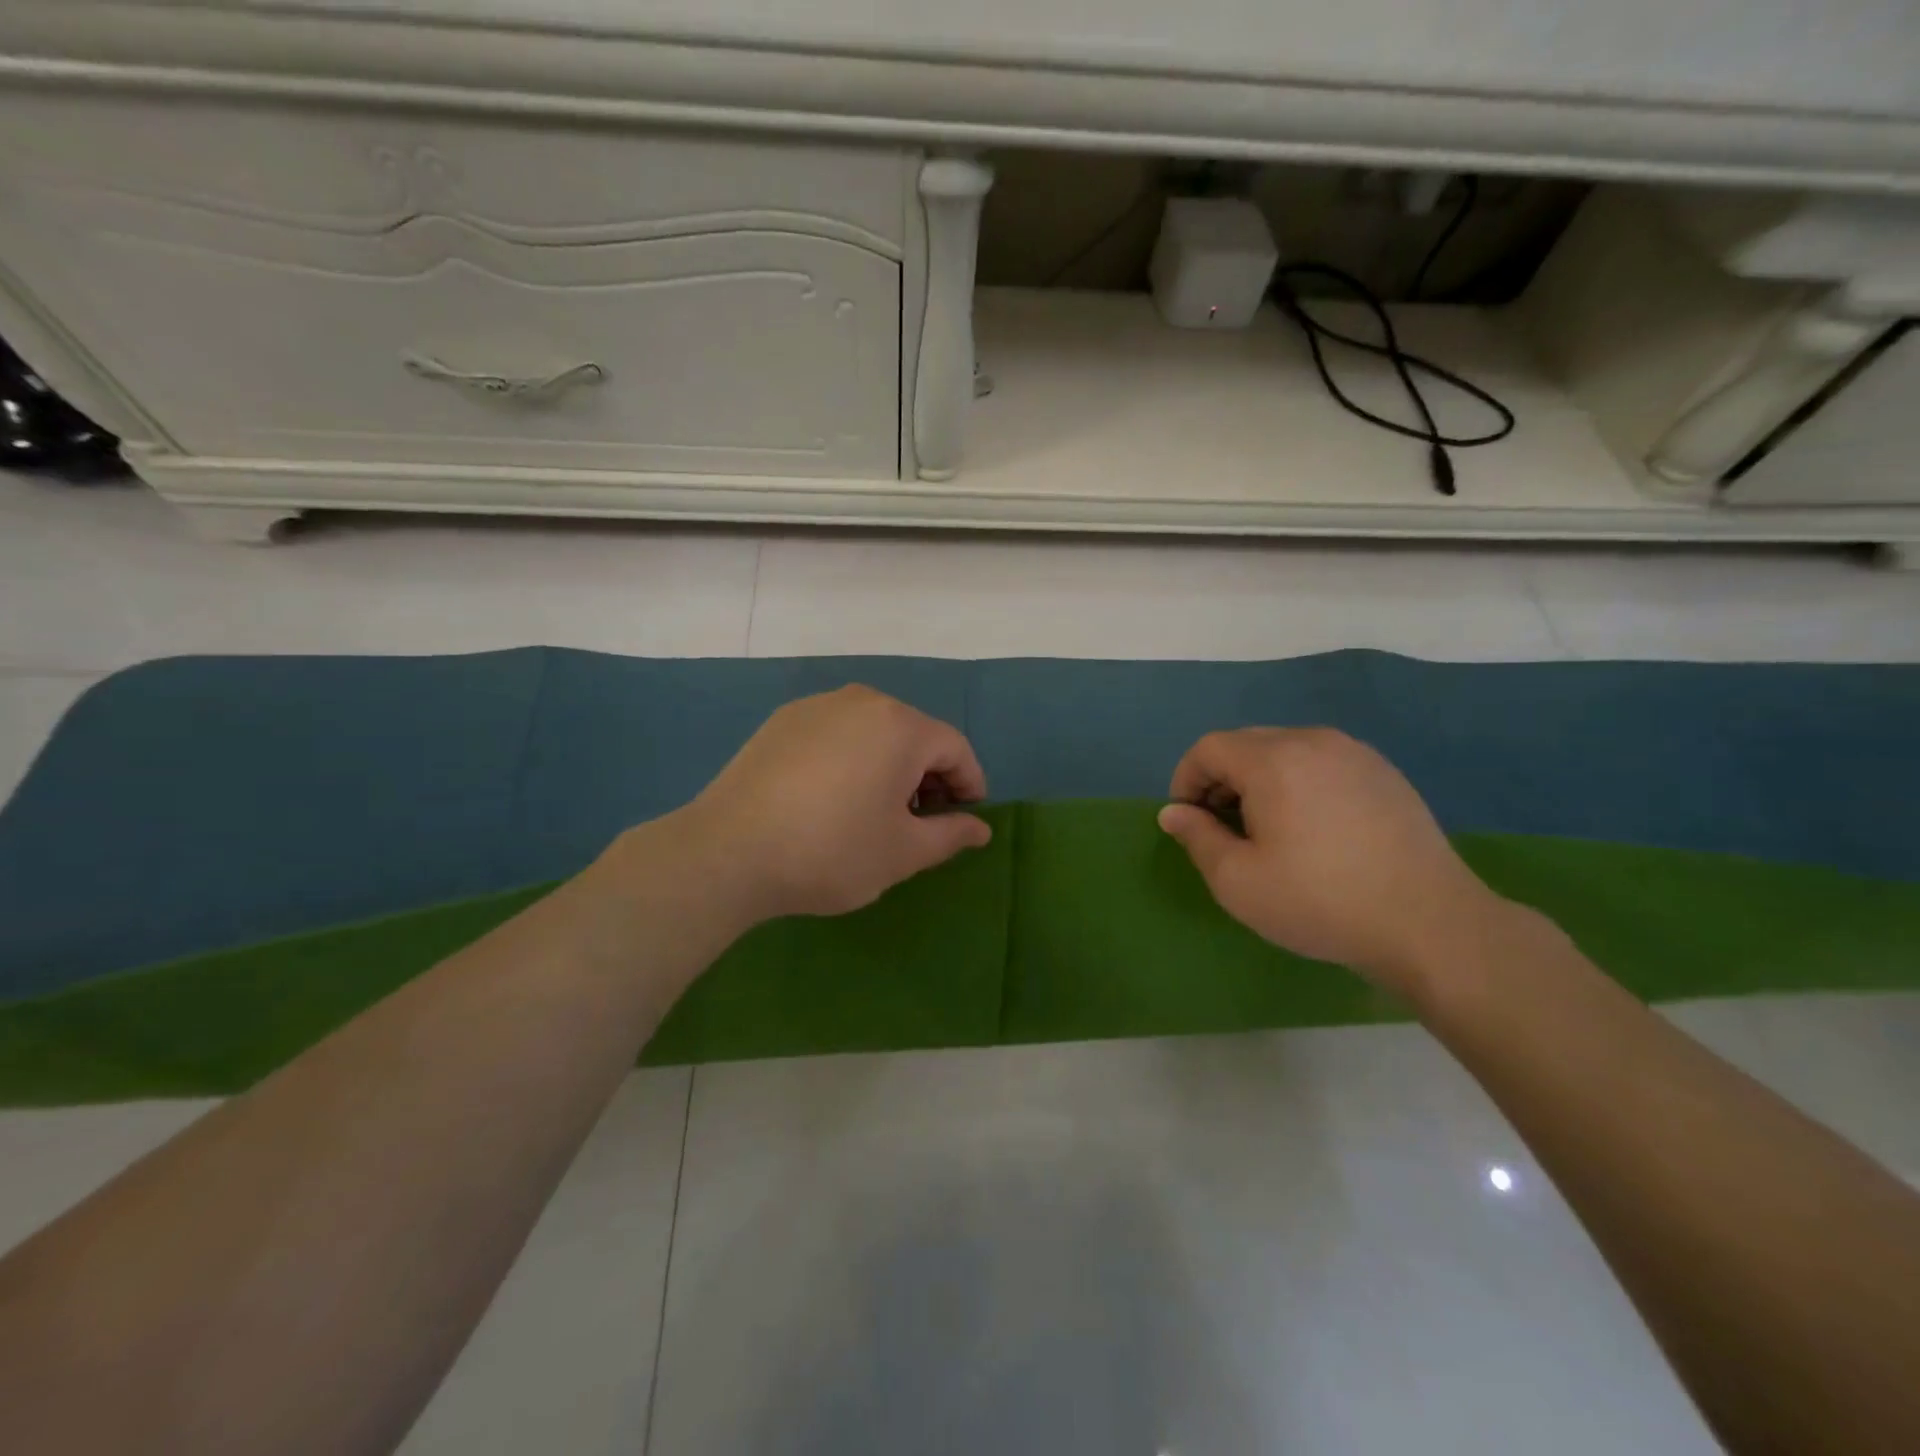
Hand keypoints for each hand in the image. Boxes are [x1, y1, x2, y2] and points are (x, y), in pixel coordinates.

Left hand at [677, 685, 991, 922]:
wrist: (728, 852)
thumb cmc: (832, 851)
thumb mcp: (902, 853)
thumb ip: (950, 835)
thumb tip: (980, 829)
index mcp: (900, 725)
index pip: (954, 748)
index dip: (969, 784)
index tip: (965, 819)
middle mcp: (862, 701)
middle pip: (914, 734)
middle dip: (928, 776)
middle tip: (921, 821)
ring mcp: (817, 707)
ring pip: (874, 732)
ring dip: (889, 766)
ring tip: (876, 810)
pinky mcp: (782, 721)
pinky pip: (836, 734)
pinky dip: (851, 759)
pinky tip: (833, 797)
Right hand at [1158, 727, 1508, 990]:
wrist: (1429, 923)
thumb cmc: (1320, 901)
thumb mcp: (1238, 881)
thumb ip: (1197, 838)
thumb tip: (1173, 812)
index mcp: (1273, 760)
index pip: (1209, 748)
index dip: (1186, 780)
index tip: (1188, 820)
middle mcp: (1313, 741)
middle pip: (1246, 743)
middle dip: (1221, 779)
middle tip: (1222, 827)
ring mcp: (1355, 753)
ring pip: (1285, 750)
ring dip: (1259, 780)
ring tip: (1266, 828)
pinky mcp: (1384, 772)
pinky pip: (1321, 762)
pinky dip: (1298, 782)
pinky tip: (1312, 828)